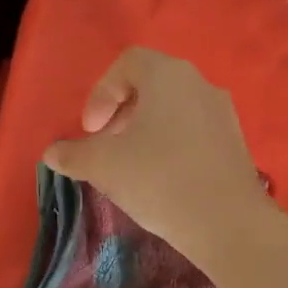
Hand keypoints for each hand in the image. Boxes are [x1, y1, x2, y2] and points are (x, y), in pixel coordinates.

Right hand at [43, 47, 272, 260]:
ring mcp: (223, 113)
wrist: (226, 223)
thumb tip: (51, 153)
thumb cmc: (159, 181)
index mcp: (168, 76)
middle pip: (152, 85)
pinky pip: (195, 132)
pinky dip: (172, 145)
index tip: (90, 130)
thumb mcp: (105, 167)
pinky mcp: (235, 143)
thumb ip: (74, 155)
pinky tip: (163, 180)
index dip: (101, 93)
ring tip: (132, 166)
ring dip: (146, 131)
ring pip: (175, 110)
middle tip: (106, 147)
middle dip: (122, 113)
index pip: (127, 64)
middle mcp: (200, 84)